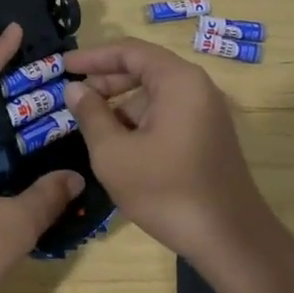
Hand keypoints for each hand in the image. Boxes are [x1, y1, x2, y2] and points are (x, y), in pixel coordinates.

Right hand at [63, 38, 275, 265]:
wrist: (230, 241)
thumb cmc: (166, 190)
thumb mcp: (114, 153)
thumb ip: (91, 114)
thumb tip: (75, 89)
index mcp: (178, 81)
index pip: (129, 51)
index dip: (93, 56)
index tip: (64, 67)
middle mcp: (197, 88)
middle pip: (144, 69)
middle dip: (106, 80)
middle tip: (74, 95)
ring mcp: (206, 113)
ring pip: (155, 94)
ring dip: (121, 104)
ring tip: (90, 124)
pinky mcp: (208, 137)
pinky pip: (167, 113)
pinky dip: (140, 120)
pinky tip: (119, 144)